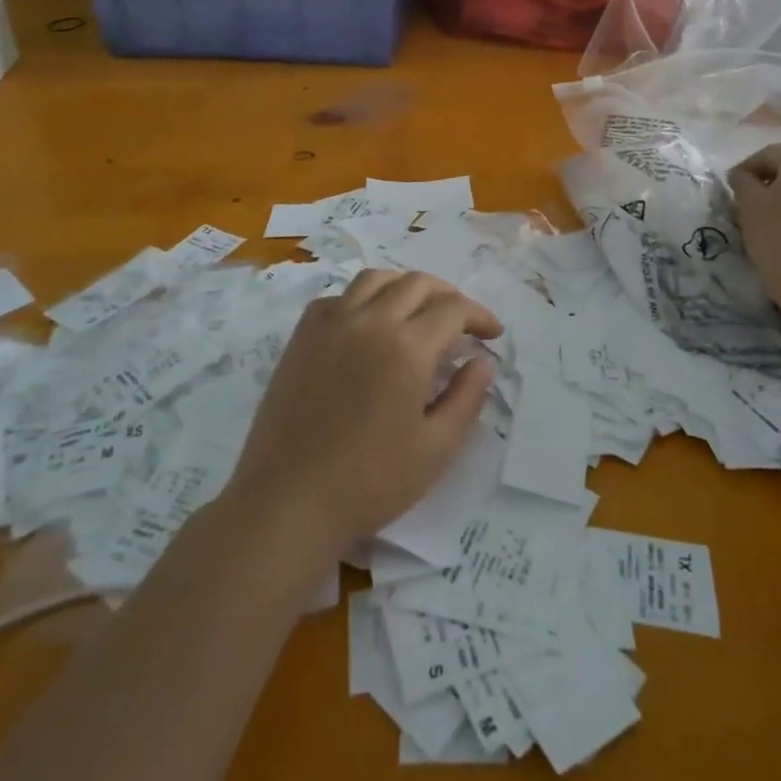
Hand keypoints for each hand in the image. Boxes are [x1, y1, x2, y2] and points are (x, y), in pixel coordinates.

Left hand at [229, 270, 502, 554]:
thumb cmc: (369, 482)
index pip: (453, 309)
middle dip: (448, 296)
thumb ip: (467, 398)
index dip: (479, 316)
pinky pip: (337, 298)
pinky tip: (367, 324)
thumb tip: (483, 361)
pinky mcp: (302, 337)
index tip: (492, 335)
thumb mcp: (435, 449)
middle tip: (461, 323)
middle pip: (417, 283)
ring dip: (405, 286)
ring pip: (375, 279)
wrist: (288, 501)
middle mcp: (370, 321)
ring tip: (417, 310)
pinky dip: (361, 299)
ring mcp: (331, 325)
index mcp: (407, 347)